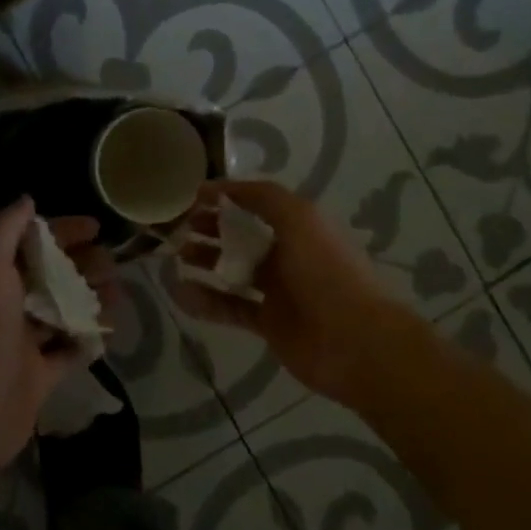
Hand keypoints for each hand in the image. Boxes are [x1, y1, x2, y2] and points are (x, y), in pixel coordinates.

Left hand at [0, 197, 120, 489]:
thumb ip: (5, 230)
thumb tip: (27, 200)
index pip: (29, 242)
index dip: (61, 230)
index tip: (95, 227)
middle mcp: (4, 305)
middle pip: (49, 275)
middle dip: (82, 265)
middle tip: (113, 265)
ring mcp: (21, 342)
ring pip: (61, 311)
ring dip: (89, 299)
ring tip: (119, 294)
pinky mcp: (37, 376)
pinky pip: (67, 351)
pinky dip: (87, 339)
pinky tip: (109, 329)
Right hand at [171, 179, 418, 408]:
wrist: (355, 342)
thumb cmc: (326, 271)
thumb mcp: (299, 218)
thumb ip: (262, 197)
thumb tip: (220, 187)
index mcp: (299, 226)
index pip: (257, 204)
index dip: (227, 197)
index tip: (193, 196)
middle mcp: (288, 254)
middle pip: (243, 236)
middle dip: (211, 228)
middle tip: (179, 227)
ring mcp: (278, 291)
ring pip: (234, 270)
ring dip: (205, 261)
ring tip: (175, 255)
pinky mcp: (268, 323)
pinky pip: (230, 308)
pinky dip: (206, 301)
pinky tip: (180, 293)